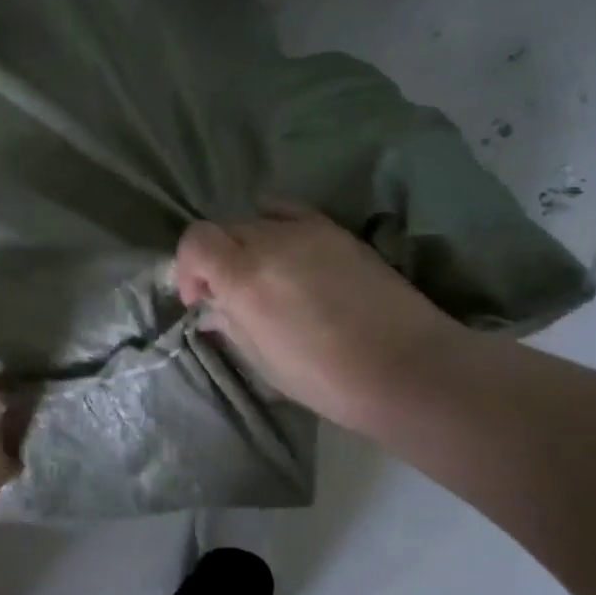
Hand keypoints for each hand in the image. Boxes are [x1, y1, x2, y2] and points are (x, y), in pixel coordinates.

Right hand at [175, 206, 455, 434]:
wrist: (407, 368)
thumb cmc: (328, 379)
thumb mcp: (266, 363)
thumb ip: (232, 326)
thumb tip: (212, 310)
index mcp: (246, 277)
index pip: (197, 241)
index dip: (188, 268)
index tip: (199, 299)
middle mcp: (272, 241)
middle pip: (226, 228)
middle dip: (217, 259)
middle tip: (230, 295)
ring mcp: (310, 230)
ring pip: (259, 220)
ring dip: (248, 245)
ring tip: (264, 277)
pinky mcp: (339, 231)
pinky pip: (293, 215)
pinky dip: (279, 229)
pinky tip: (292, 259)